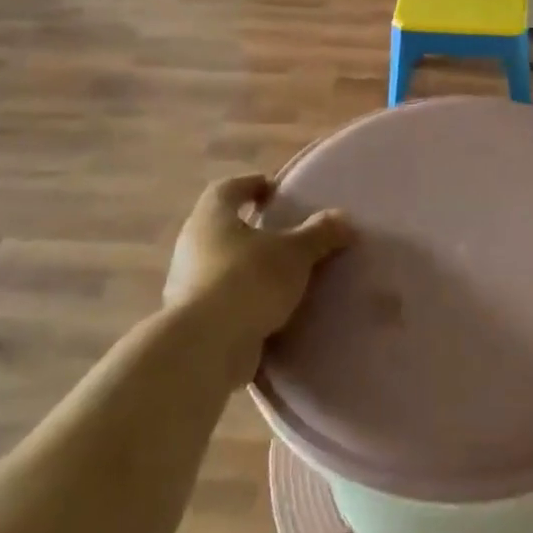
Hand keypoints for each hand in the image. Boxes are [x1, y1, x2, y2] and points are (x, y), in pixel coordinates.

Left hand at [163, 173, 351, 378]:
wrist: (205, 347)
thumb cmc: (248, 281)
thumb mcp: (295, 253)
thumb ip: (320, 234)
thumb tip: (344, 218)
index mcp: (212, 217)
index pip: (228, 188)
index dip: (252, 185)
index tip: (275, 191)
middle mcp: (193, 244)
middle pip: (223, 227)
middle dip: (253, 229)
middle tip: (285, 235)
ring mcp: (187, 283)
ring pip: (222, 265)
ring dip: (249, 267)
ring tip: (284, 277)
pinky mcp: (193, 318)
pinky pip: (224, 300)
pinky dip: (245, 301)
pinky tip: (271, 311)